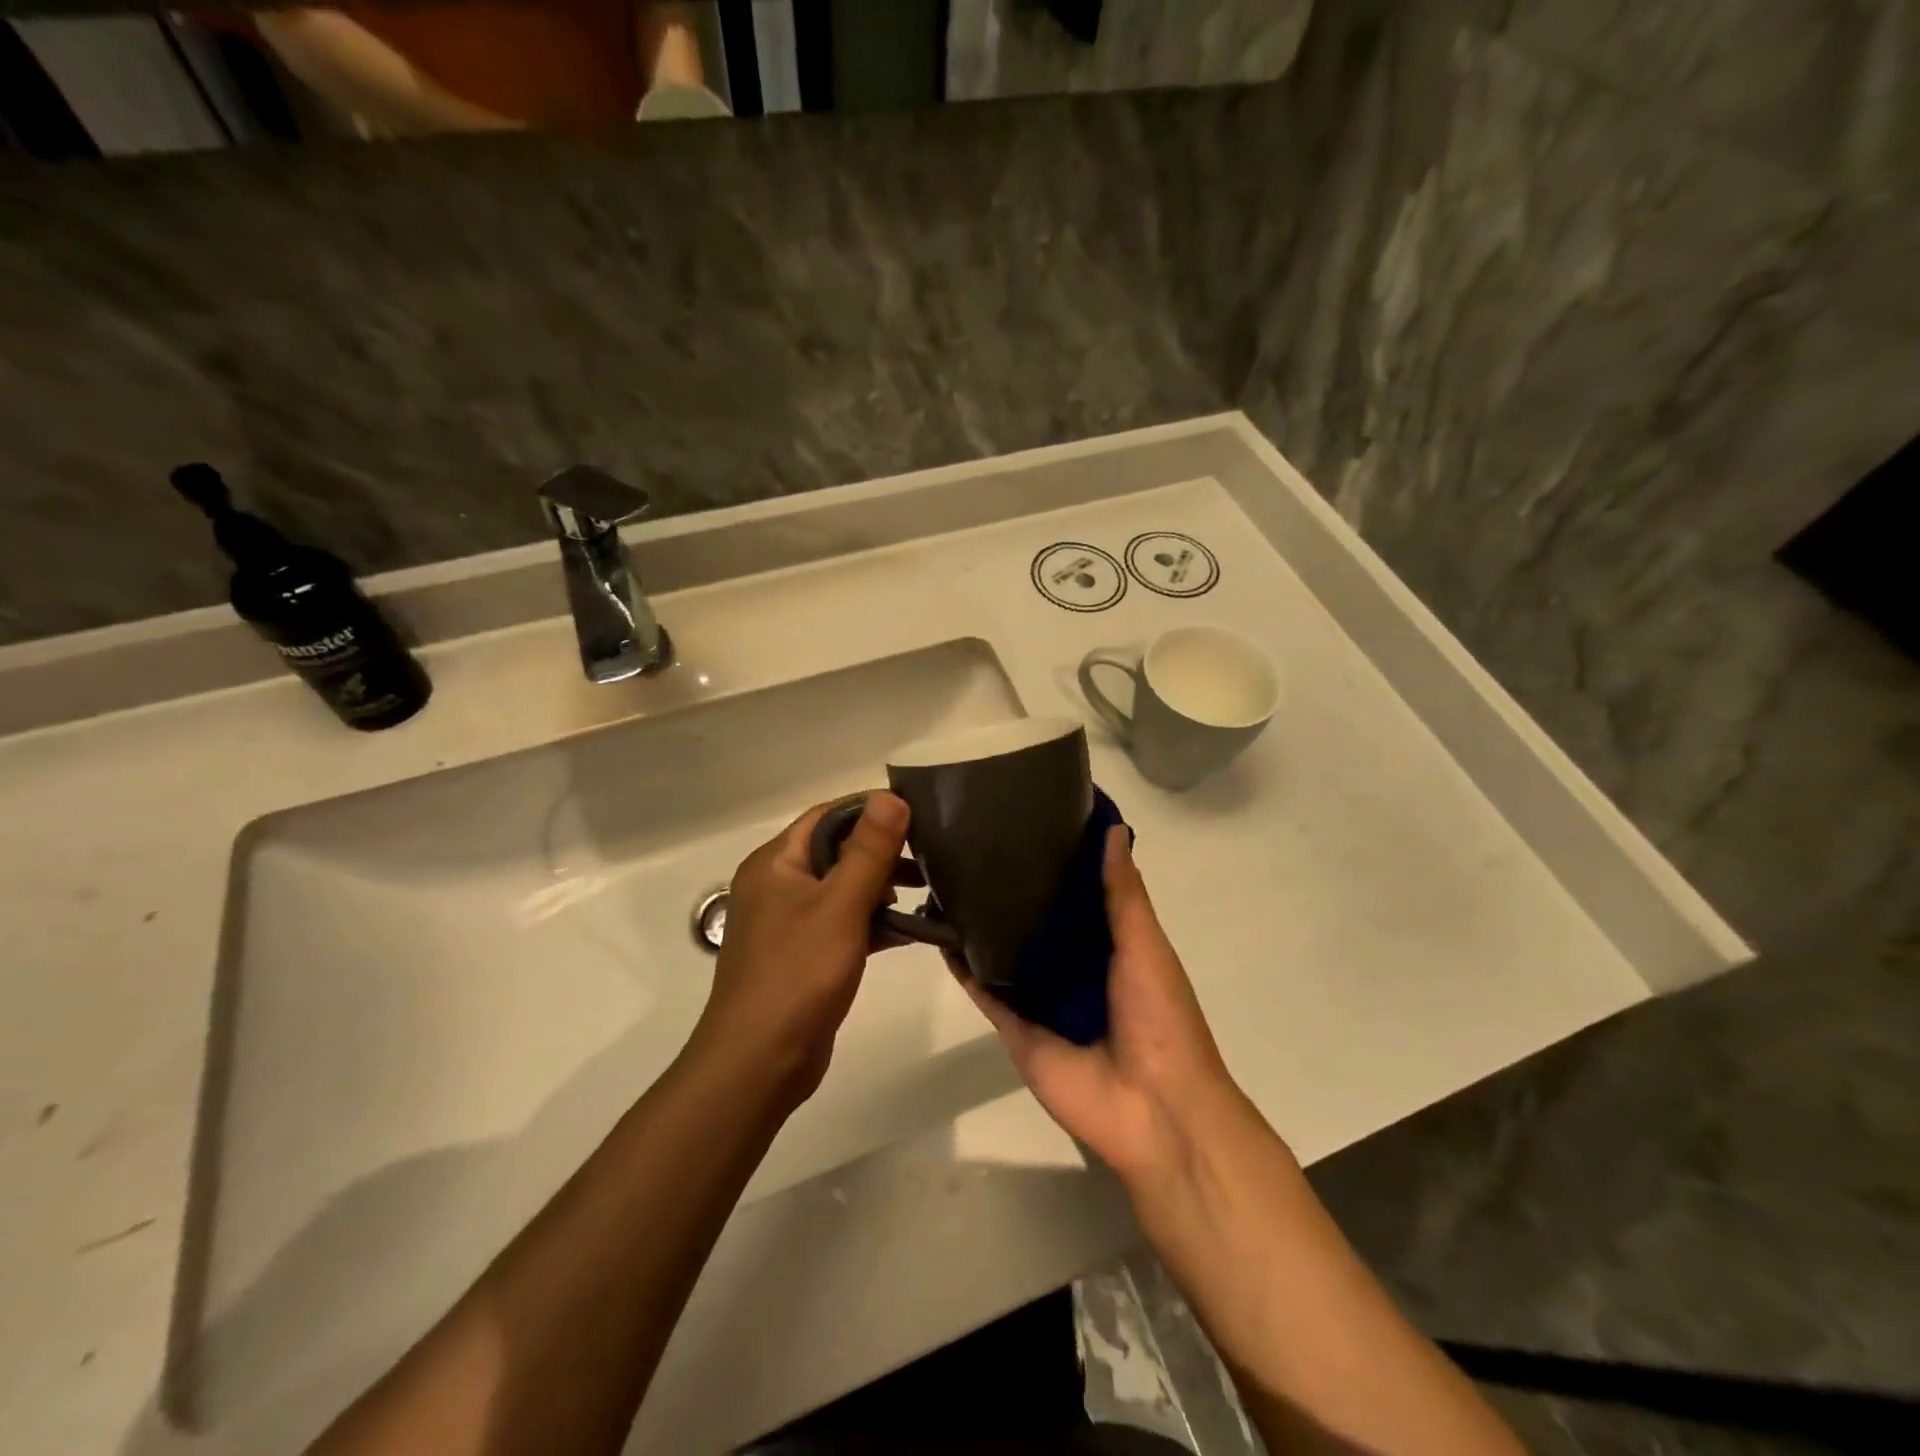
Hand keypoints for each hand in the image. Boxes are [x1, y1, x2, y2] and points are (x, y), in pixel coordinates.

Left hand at [690, 793, 912, 1106]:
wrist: (759, 1063)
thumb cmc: (797, 975)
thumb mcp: (840, 906)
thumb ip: (869, 851)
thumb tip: (891, 796)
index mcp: (775, 863)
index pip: (827, 816)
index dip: (871, 809)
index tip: (918, 813)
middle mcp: (777, 885)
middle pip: (836, 850)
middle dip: (882, 851)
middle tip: (931, 853)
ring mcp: (789, 923)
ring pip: (842, 889)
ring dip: (882, 887)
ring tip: (929, 888)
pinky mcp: (804, 955)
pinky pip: (843, 924)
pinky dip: (873, 922)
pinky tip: (912, 929)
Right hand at [955, 827, 1243, 1189]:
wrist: (1152, 1109)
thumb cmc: (1159, 1018)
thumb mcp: (1145, 945)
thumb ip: (1123, 893)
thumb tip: (1113, 828)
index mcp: (1110, 944)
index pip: (1077, 892)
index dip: (1057, 859)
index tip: (1029, 817)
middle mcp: (1072, 966)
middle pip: (1035, 920)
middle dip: (1012, 888)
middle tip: (973, 840)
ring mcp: (1041, 998)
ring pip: (1004, 952)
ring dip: (980, 923)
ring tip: (946, 876)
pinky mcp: (1015, 1027)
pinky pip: (984, 990)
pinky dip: (962, 966)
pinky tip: (937, 931)